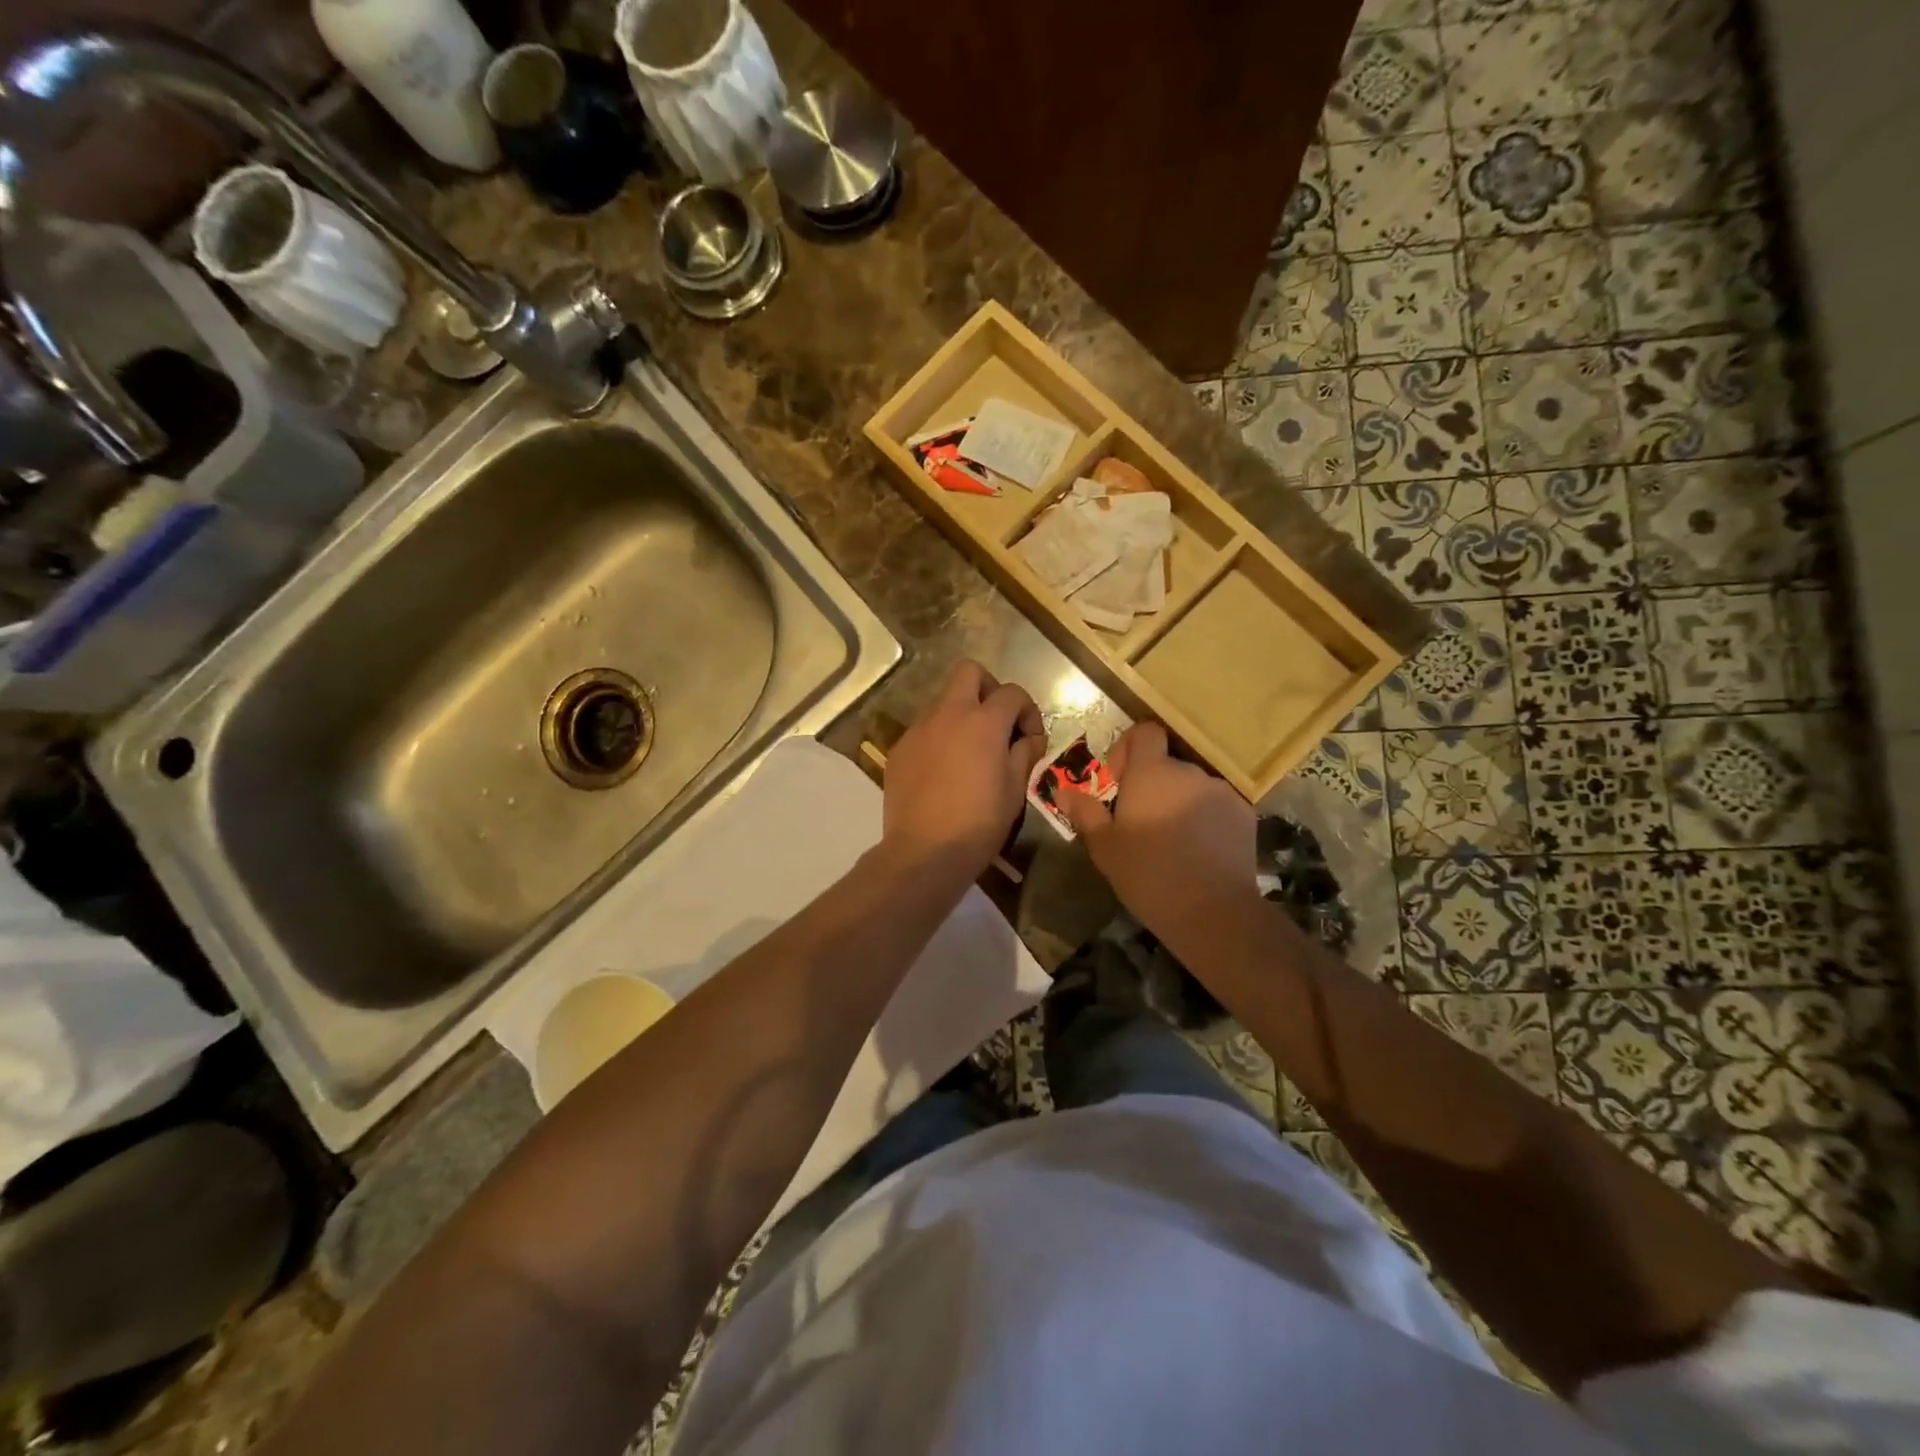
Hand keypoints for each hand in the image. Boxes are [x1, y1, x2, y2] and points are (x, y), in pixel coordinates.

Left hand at [882, 660, 1045, 882]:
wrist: (924, 853)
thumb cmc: (979, 824)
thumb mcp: (1014, 790)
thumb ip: (1024, 754)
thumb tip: (1028, 739)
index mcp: (982, 722)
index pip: (1011, 692)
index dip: (1028, 710)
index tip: (1030, 738)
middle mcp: (947, 714)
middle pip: (969, 672)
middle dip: (989, 688)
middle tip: (997, 723)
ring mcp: (918, 730)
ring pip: (943, 701)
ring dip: (962, 714)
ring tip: (970, 752)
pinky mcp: (899, 749)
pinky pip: (924, 730)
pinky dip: (940, 738)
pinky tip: (944, 771)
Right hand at [1059, 723, 1259, 952]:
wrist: (1213, 912)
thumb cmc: (1148, 875)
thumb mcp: (1105, 848)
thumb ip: (1085, 813)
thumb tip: (1062, 792)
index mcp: (1152, 773)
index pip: (1145, 732)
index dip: (1129, 747)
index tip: (1119, 780)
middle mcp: (1189, 772)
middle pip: (1167, 764)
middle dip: (1151, 784)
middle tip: (1139, 821)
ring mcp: (1221, 792)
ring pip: (1191, 786)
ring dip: (1178, 801)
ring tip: (1171, 840)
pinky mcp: (1245, 815)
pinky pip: (1216, 806)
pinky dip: (1205, 818)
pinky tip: (1198, 851)